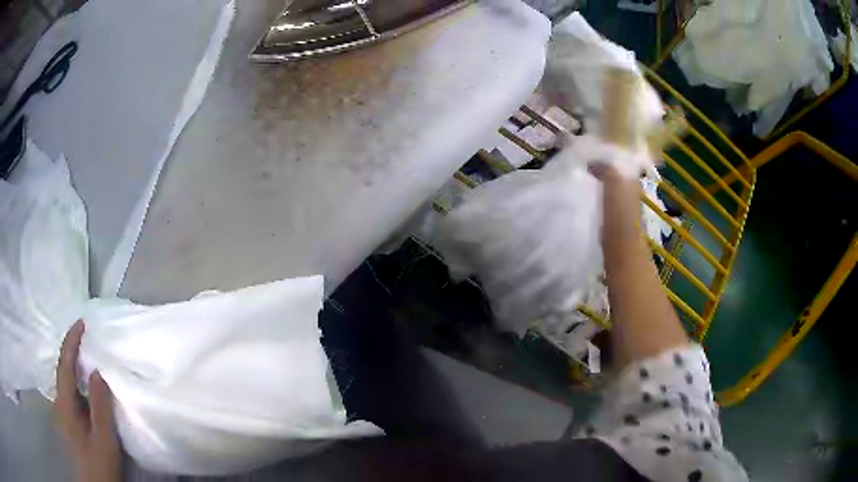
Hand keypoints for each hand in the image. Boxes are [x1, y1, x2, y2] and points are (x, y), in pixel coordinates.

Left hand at [54, 320, 121, 481]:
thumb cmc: (98, 465)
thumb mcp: (103, 440)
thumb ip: (100, 407)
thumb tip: (97, 370)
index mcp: (65, 404)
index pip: (65, 365)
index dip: (71, 341)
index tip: (82, 322)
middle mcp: (60, 403)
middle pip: (63, 370)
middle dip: (72, 349)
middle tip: (87, 336)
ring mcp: (63, 413)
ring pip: (66, 382)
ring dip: (74, 365)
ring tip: (88, 354)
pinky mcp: (69, 421)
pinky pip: (71, 393)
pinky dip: (77, 381)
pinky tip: (87, 385)